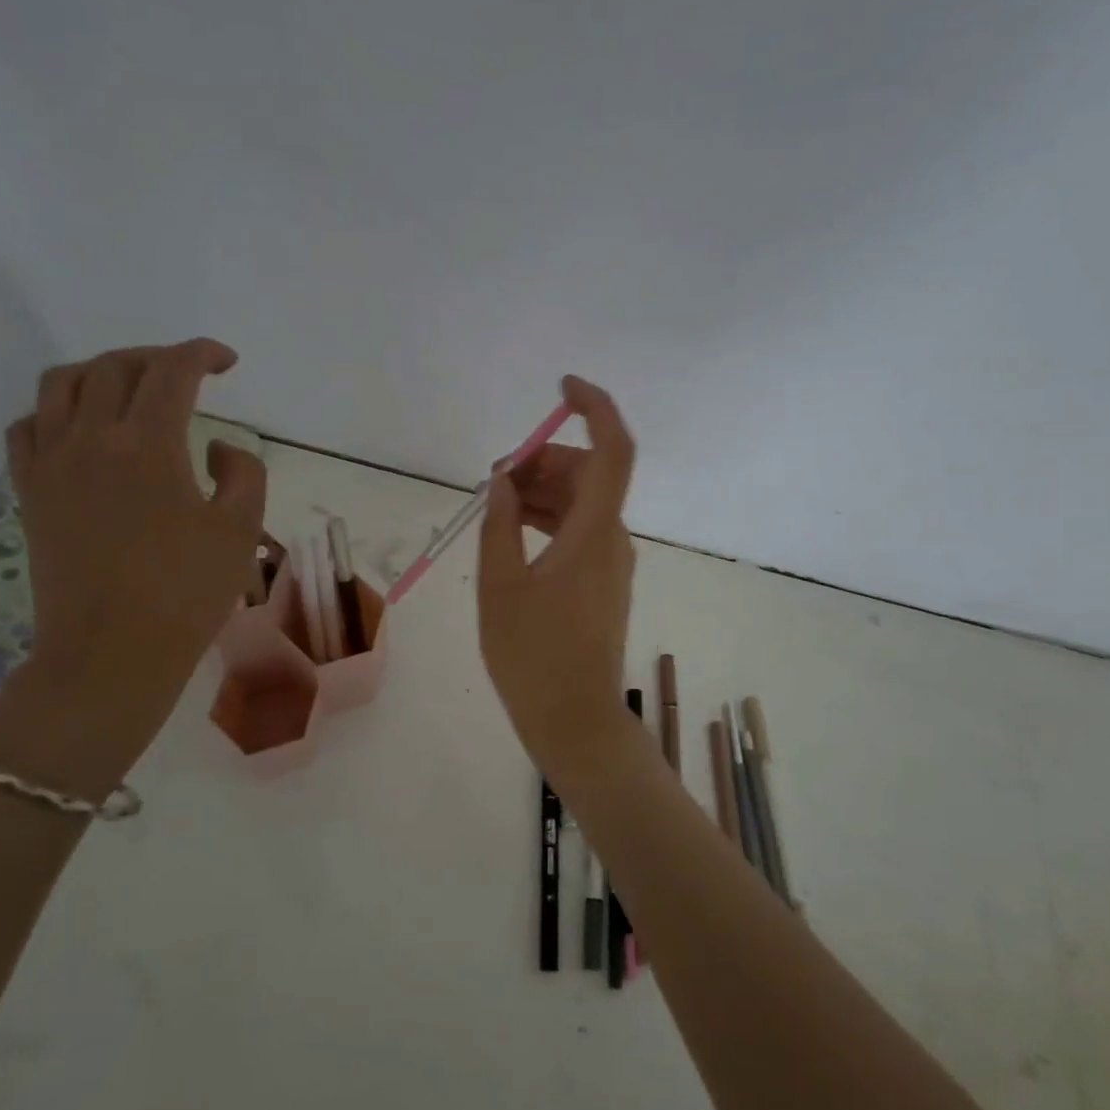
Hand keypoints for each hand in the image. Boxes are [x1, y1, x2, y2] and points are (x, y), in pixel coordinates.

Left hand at [0, 341, 265, 793]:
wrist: (111, 653)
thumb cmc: (186, 594)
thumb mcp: (241, 530)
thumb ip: (243, 473)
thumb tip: (215, 448)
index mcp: (148, 444)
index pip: (172, 370)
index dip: (202, 353)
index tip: (227, 362)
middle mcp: (90, 438)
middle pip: (115, 366)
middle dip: (157, 358)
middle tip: (187, 375)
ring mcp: (51, 463)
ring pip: (61, 383)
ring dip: (101, 372)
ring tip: (129, 390)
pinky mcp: (29, 492)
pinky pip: (27, 426)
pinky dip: (55, 411)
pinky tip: (79, 430)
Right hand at [477, 375, 637, 773]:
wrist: (575, 722)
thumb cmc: (533, 657)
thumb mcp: (500, 586)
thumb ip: (500, 524)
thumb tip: (504, 480)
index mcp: (594, 533)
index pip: (613, 450)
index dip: (595, 407)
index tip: (561, 387)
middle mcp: (613, 540)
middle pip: (589, 475)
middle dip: (545, 461)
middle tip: (496, 478)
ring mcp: (611, 563)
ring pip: (583, 504)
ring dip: (543, 492)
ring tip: (496, 505)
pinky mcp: (602, 584)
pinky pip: (580, 532)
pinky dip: (550, 520)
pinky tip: (514, 532)